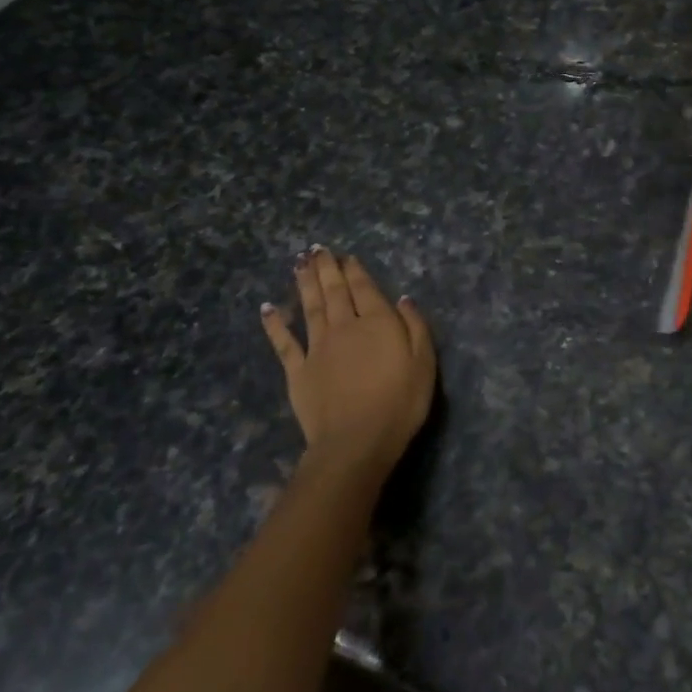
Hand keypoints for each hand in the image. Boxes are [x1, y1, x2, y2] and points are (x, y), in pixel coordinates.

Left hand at [261, 248, 436, 476]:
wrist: (355, 442)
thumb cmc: (399, 403)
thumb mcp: (424, 363)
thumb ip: (415, 327)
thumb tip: (403, 299)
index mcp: (377, 322)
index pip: (364, 288)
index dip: (355, 270)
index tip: (347, 256)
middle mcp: (344, 326)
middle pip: (334, 291)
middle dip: (326, 268)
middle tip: (317, 249)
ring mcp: (317, 348)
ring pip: (310, 307)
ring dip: (304, 283)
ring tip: (299, 263)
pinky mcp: (298, 371)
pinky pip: (284, 343)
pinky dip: (275, 324)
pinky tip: (267, 309)